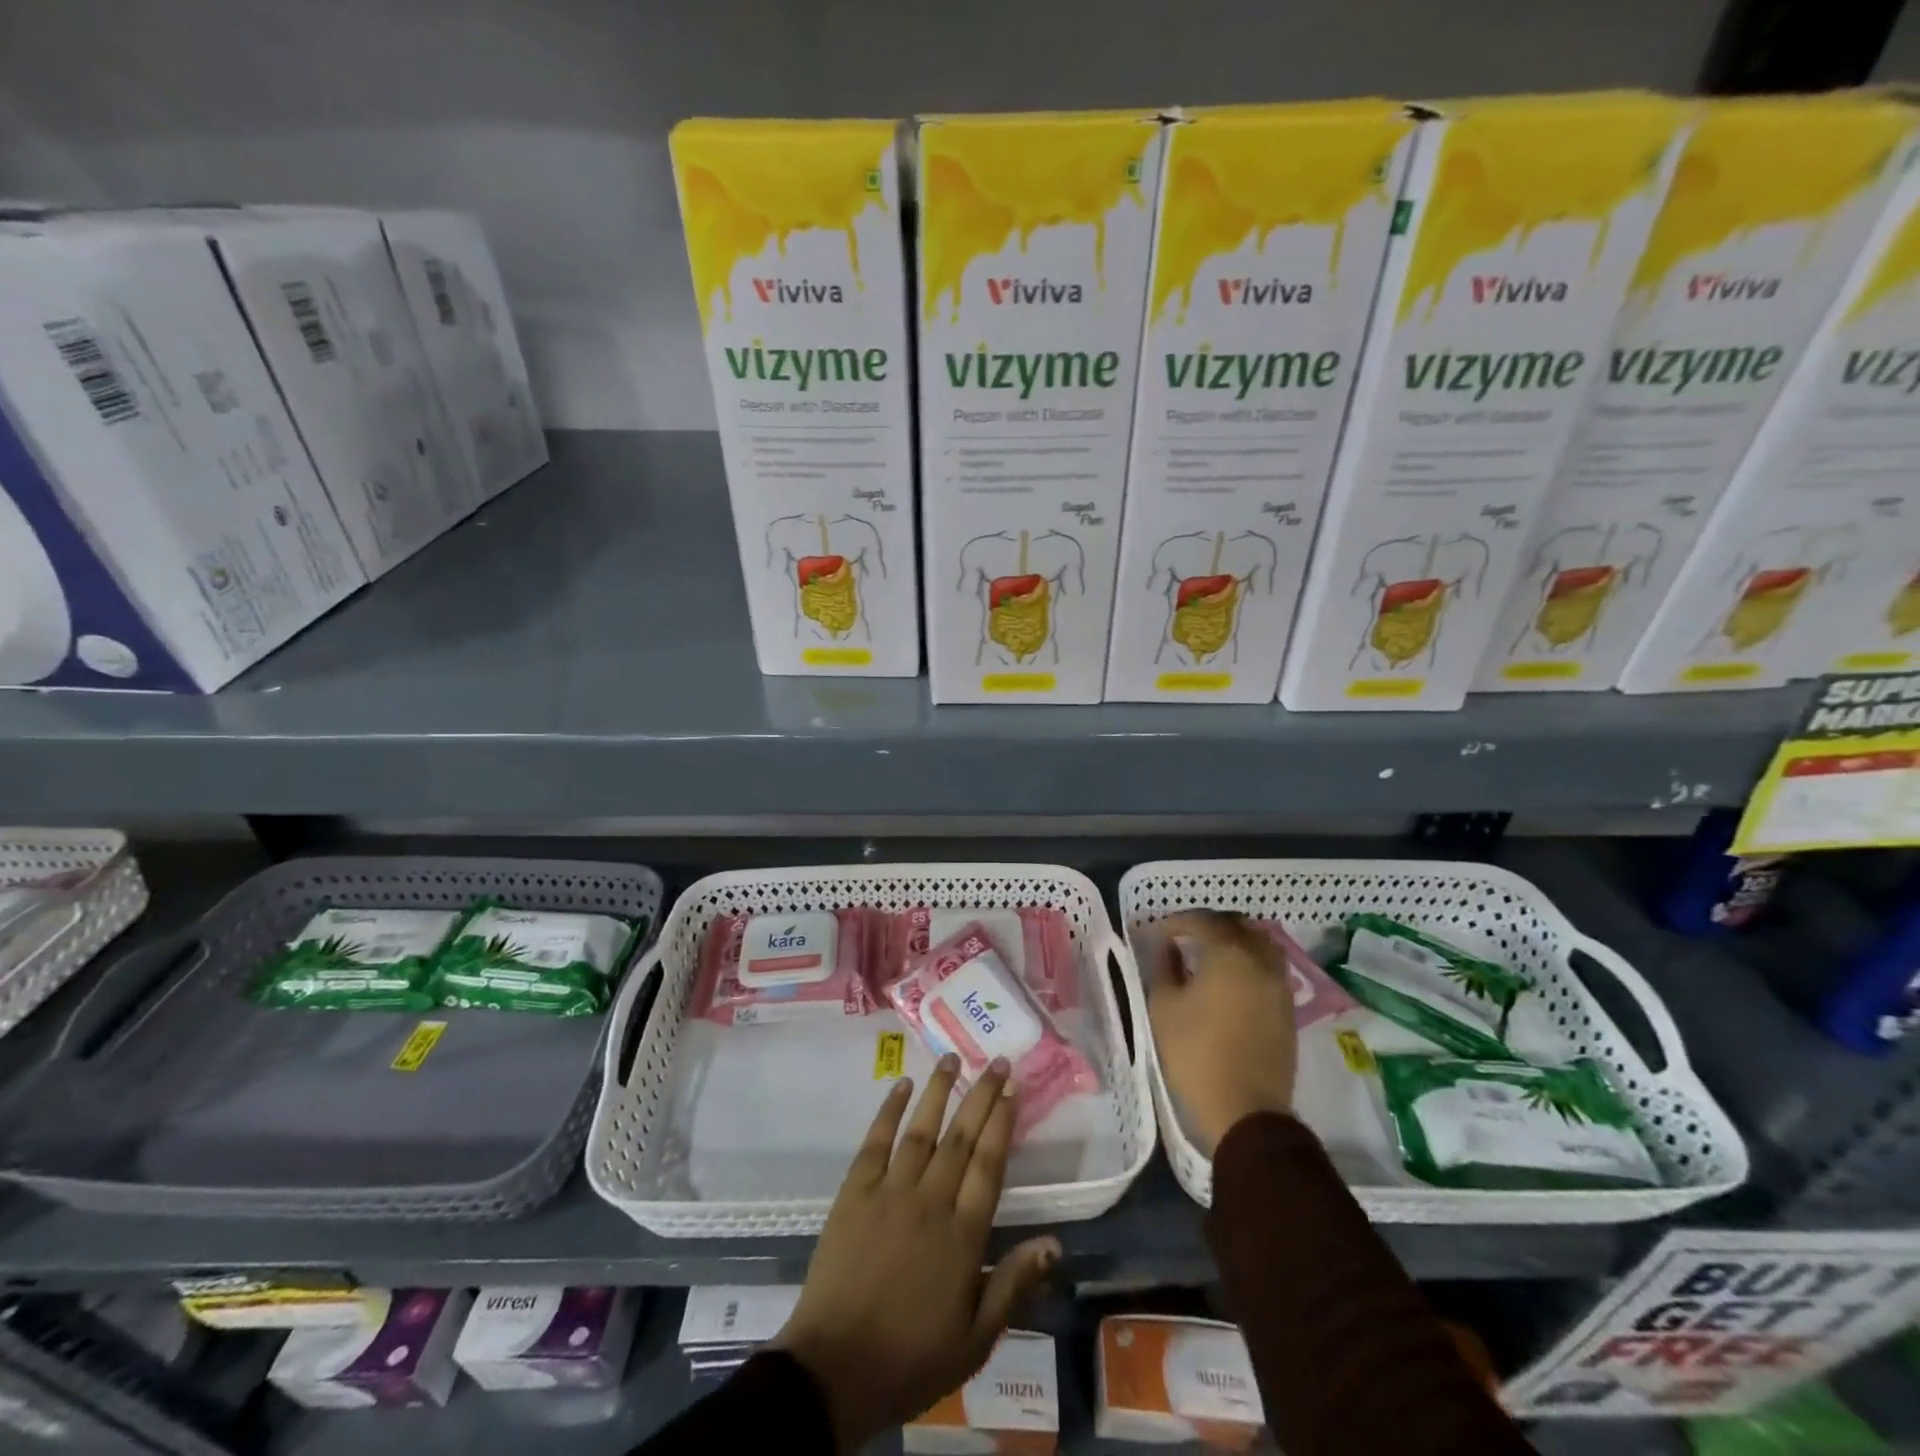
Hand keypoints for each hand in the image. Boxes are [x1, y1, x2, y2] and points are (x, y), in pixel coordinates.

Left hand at [774, 1055, 1060, 1450]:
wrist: (835, 1369)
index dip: (1002, 1122)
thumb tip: (1054, 1242)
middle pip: (961, 1137)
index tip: (1012, 1087)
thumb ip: (1014, 1285)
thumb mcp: (975, 1339)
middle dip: (981, 1096)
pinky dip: (890, 1110)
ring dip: (939, 1091)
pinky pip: (876, 1141)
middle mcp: (930, 1201)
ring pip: (921, 1130)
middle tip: (995, 1061)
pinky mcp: (855, 1192)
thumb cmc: (910, 1358)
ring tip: (952, 1058)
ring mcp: (890, 1191)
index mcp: (963, 1236)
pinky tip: (902, 1086)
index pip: (989, 1164)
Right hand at [1148, 910, 1297, 1154]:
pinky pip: (1269, 969)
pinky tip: (1229, 981)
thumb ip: (1163, 966)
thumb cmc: (1195, 1053)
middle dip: (1207, 925)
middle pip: (1236, 925)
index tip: (1155, 934)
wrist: (1244, 1111)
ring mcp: (1279, 985)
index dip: (1174, 922)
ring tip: (1209, 955)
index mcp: (1229, 954)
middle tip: (1182, 937)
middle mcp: (1260, 961)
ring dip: (1235, 941)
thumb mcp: (1163, 1006)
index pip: (1201, 920)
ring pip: (1260, 944)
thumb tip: (1167, 946)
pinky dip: (1249, 963)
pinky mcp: (1287, 1010)